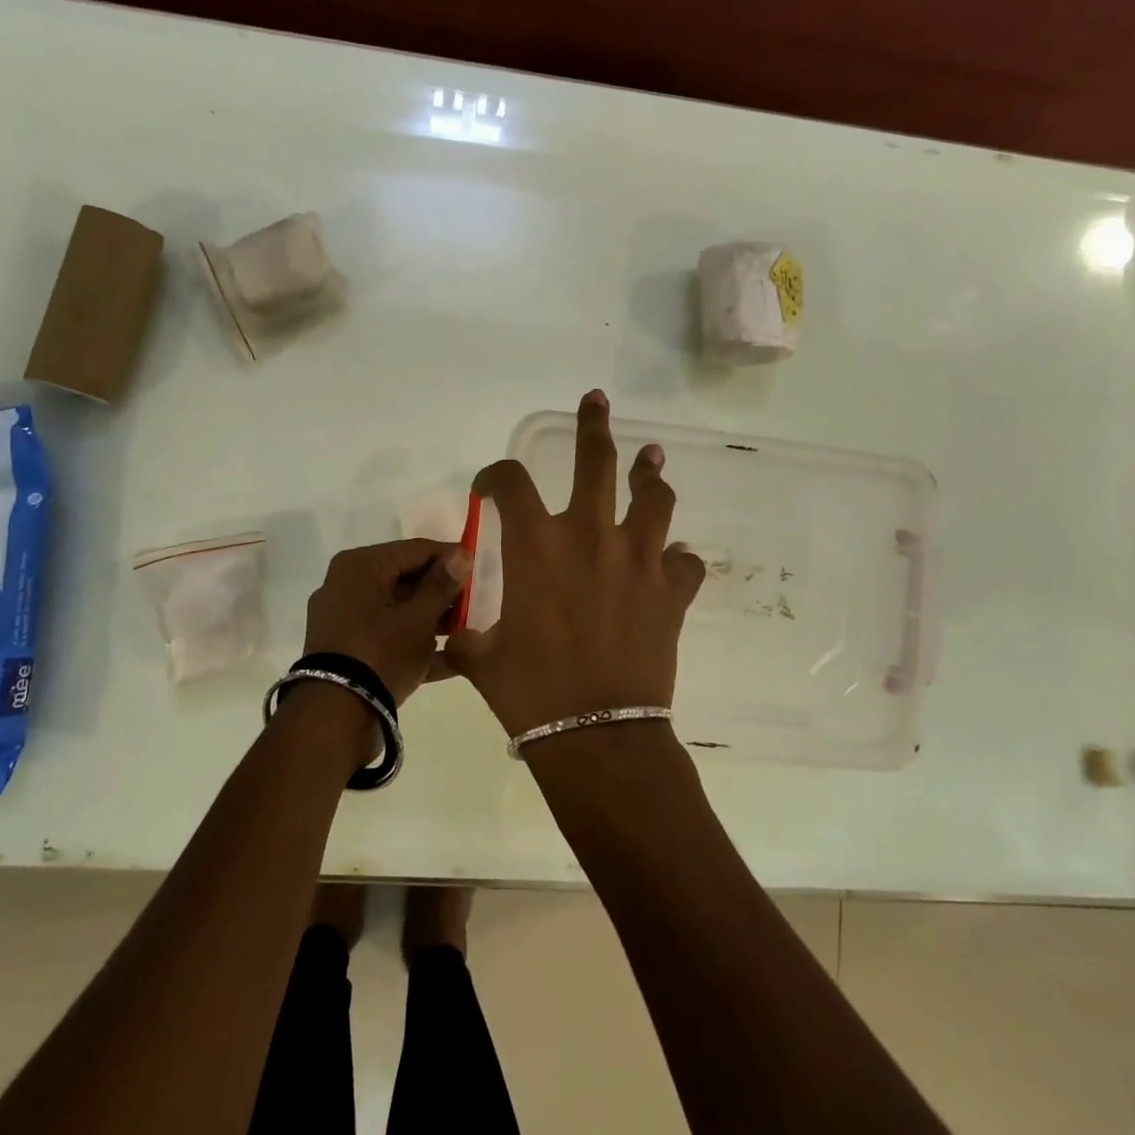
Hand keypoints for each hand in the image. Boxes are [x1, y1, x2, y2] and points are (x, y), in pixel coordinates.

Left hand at [303, 538, 471, 701]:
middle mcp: (347, 586)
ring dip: (432, 620)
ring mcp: (345, 620)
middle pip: (406, 579)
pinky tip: (450, 659)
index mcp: (360, 566)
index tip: (480, 567)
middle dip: (442, 592)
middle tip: (477, 603)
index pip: (416, 549)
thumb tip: (461, 554)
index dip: (451, 557)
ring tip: (468, 630)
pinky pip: (388, 636)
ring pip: (398, 610)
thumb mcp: (419, 618)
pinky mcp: (348, 650)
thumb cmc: (381, 653)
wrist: (336, 717)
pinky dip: (414, 644)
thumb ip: (442, 585)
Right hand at [445, 390, 704, 735]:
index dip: (496, 476)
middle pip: (596, 462)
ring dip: (651, 476)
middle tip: (597, 400)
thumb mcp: (481, 657)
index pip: (510, 483)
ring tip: (652, 460)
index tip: (491, 485)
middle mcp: (589, 537)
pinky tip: (674, 559)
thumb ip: (465, 634)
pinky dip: (679, 558)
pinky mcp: (671, 592)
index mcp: (536, 546)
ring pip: (653, 499)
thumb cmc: (530, 692)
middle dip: (594, 425)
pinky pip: (685, 563)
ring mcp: (638, 560)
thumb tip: (449, 634)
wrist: (596, 734)